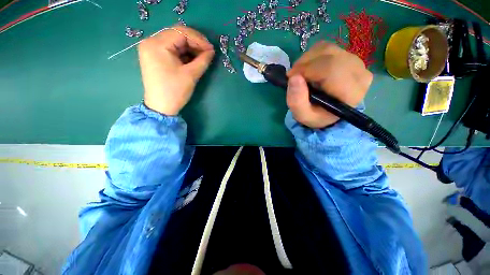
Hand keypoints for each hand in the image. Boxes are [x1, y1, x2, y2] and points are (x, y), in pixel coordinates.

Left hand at [138, 26, 214, 115]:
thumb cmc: (175, 91)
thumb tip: (211, 51)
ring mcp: (151, 49)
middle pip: (177, 35)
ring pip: (175, 42)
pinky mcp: (155, 57)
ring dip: (190, 48)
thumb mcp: (191, 75)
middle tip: (208, 53)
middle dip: (195, 43)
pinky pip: (172, 49)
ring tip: (202, 57)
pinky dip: (184, 53)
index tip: (211, 50)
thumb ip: (203, 60)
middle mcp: (151, 42)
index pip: (181, 32)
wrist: (161, 107)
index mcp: (157, 44)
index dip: (199, 40)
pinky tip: (193, 60)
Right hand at [286, 42, 372, 127]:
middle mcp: (359, 74)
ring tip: (300, 72)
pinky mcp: (350, 57)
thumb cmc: (317, 116)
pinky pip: (329, 48)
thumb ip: (297, 101)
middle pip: (329, 55)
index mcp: (350, 93)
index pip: (331, 69)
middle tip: (293, 75)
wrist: (330, 113)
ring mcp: (357, 63)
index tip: (291, 77)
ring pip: (328, 49)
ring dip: (308, 58)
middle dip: (305, 63)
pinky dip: (313, 55)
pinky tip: (309, 68)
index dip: (307, 69)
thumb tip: (293, 78)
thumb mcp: (303, 116)